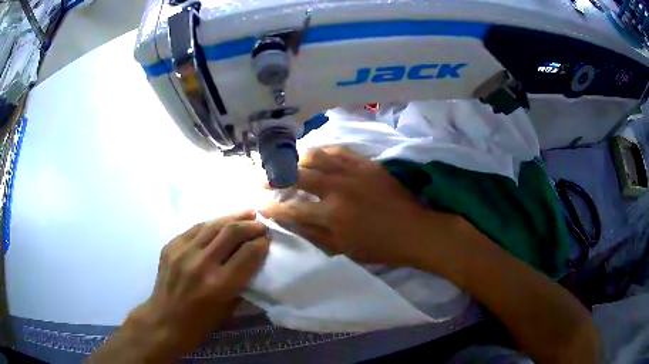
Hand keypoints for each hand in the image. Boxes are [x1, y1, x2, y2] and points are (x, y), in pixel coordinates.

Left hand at [91, 210, 269, 362]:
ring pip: (213, 225)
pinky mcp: (171, 246)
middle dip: (251, 225)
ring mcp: (183, 252)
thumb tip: (253, 260)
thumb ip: (241, 283)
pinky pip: (195, 228)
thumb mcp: (228, 309)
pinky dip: (212, 224)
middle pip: (231, 232)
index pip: (248, 253)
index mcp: (219, 285)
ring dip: (232, 218)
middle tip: (261, 224)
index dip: (262, 243)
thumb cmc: (200, 323)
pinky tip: (220, 222)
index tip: (269, 239)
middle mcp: (201, 263)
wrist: (164, 320)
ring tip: (246, 213)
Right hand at [262, 147, 460, 266]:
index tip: (260, 205)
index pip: (291, 208)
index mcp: (331, 214)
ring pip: (316, 156)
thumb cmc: (379, 247)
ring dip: (295, 159)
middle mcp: (337, 188)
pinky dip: (322, 151)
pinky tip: (314, 154)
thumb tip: (289, 220)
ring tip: (286, 164)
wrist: (414, 230)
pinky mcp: (366, 163)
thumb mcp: (343, 249)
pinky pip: (339, 150)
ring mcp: (353, 171)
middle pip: (297, 175)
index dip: (272, 207)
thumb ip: (313, 233)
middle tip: (263, 180)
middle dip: (274, 178)